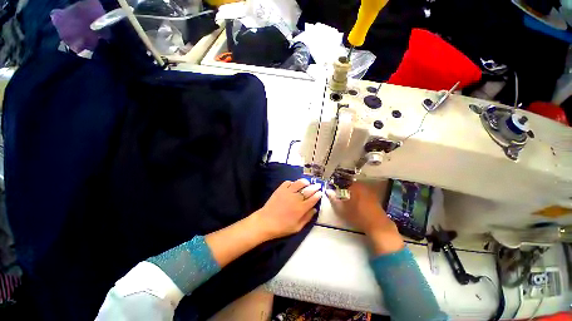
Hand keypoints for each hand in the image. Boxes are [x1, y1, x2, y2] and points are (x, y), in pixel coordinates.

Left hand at [253, 178, 321, 239]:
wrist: (266, 222)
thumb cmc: (282, 227)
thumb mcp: (297, 227)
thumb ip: (307, 218)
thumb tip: (315, 209)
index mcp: (301, 208)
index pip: (313, 198)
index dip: (318, 195)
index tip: (320, 192)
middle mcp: (296, 198)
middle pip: (309, 189)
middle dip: (315, 187)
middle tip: (318, 185)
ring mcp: (288, 192)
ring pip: (299, 183)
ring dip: (305, 182)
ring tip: (307, 183)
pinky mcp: (280, 189)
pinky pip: (288, 182)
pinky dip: (293, 182)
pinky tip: (293, 185)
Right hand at [326, 181, 403, 254]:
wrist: (378, 226)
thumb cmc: (358, 216)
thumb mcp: (342, 209)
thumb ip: (334, 199)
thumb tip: (328, 191)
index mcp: (355, 187)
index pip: (344, 183)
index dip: (338, 187)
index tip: (335, 192)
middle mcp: (363, 187)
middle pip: (351, 186)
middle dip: (345, 191)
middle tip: (341, 198)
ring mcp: (371, 193)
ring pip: (358, 191)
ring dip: (353, 195)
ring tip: (348, 203)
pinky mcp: (376, 200)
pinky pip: (364, 196)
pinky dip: (360, 199)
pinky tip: (358, 207)